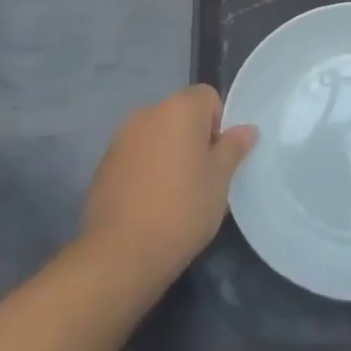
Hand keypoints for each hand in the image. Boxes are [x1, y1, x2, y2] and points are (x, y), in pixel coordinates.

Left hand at [81, 84, 256, 283]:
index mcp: (179, 109)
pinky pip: (136, 156)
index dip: (219, 124)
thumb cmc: (182, 208)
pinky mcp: (104, 165)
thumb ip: (233, 148)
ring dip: (169, 154)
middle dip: (194, 139)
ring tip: (176, 194)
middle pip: (181, 115)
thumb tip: (246, 129)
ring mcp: (121, 138)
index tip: (219, 159)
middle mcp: (147, 113)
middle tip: (203, 178)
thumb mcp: (220, 179)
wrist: (121, 253)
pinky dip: (147, 170)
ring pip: (157, 136)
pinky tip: (151, 203)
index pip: (208, 97)